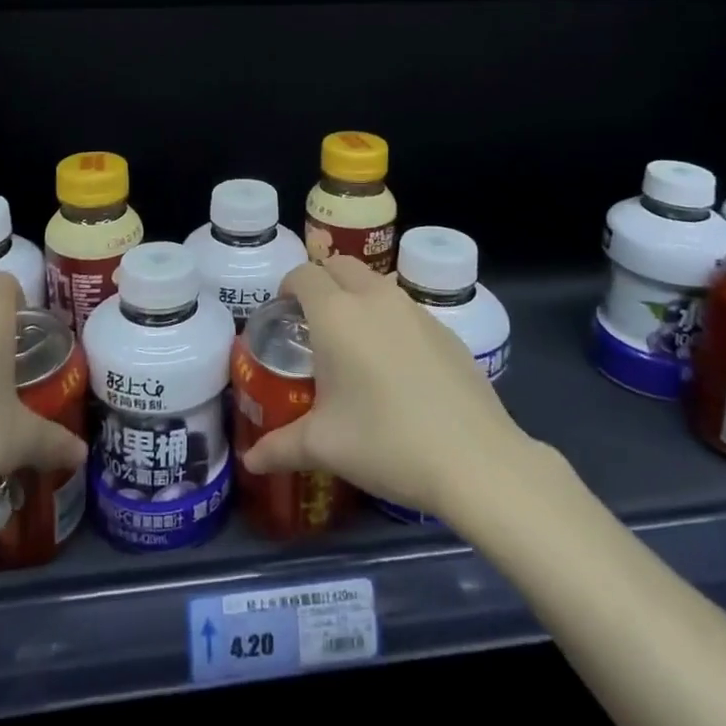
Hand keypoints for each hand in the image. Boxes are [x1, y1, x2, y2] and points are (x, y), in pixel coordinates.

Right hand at [243, 256, 526, 521]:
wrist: (475, 459)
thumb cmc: (386, 443)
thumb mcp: (324, 446)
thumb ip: (280, 447)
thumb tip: (250, 460)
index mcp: (336, 314)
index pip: (303, 275)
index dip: (288, 288)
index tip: (283, 315)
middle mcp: (374, 298)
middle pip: (340, 266)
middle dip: (322, 283)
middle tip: (313, 323)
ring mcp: (415, 310)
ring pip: (375, 284)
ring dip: (357, 297)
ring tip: (354, 344)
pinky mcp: (445, 329)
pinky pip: (405, 308)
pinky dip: (390, 320)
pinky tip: (397, 367)